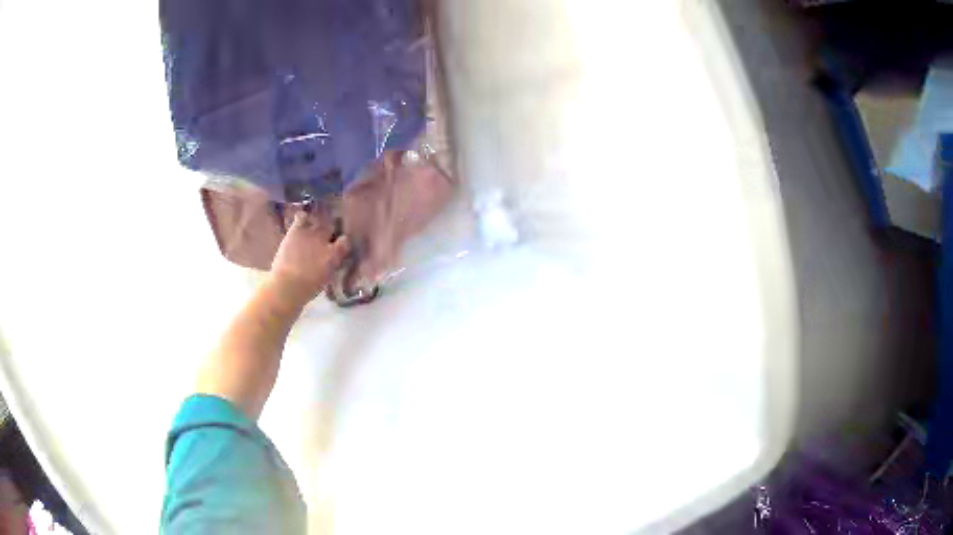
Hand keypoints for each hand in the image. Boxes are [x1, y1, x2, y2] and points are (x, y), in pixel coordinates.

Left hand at [268, 211, 349, 306]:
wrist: (287, 285)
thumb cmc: (307, 289)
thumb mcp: (326, 279)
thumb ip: (331, 265)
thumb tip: (333, 260)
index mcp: (334, 254)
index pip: (345, 241)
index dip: (342, 243)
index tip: (339, 245)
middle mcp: (325, 240)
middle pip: (331, 228)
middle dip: (329, 231)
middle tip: (324, 236)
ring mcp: (310, 233)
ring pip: (318, 219)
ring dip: (316, 223)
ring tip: (312, 226)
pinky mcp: (296, 230)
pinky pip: (301, 216)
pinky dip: (302, 217)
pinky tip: (301, 221)